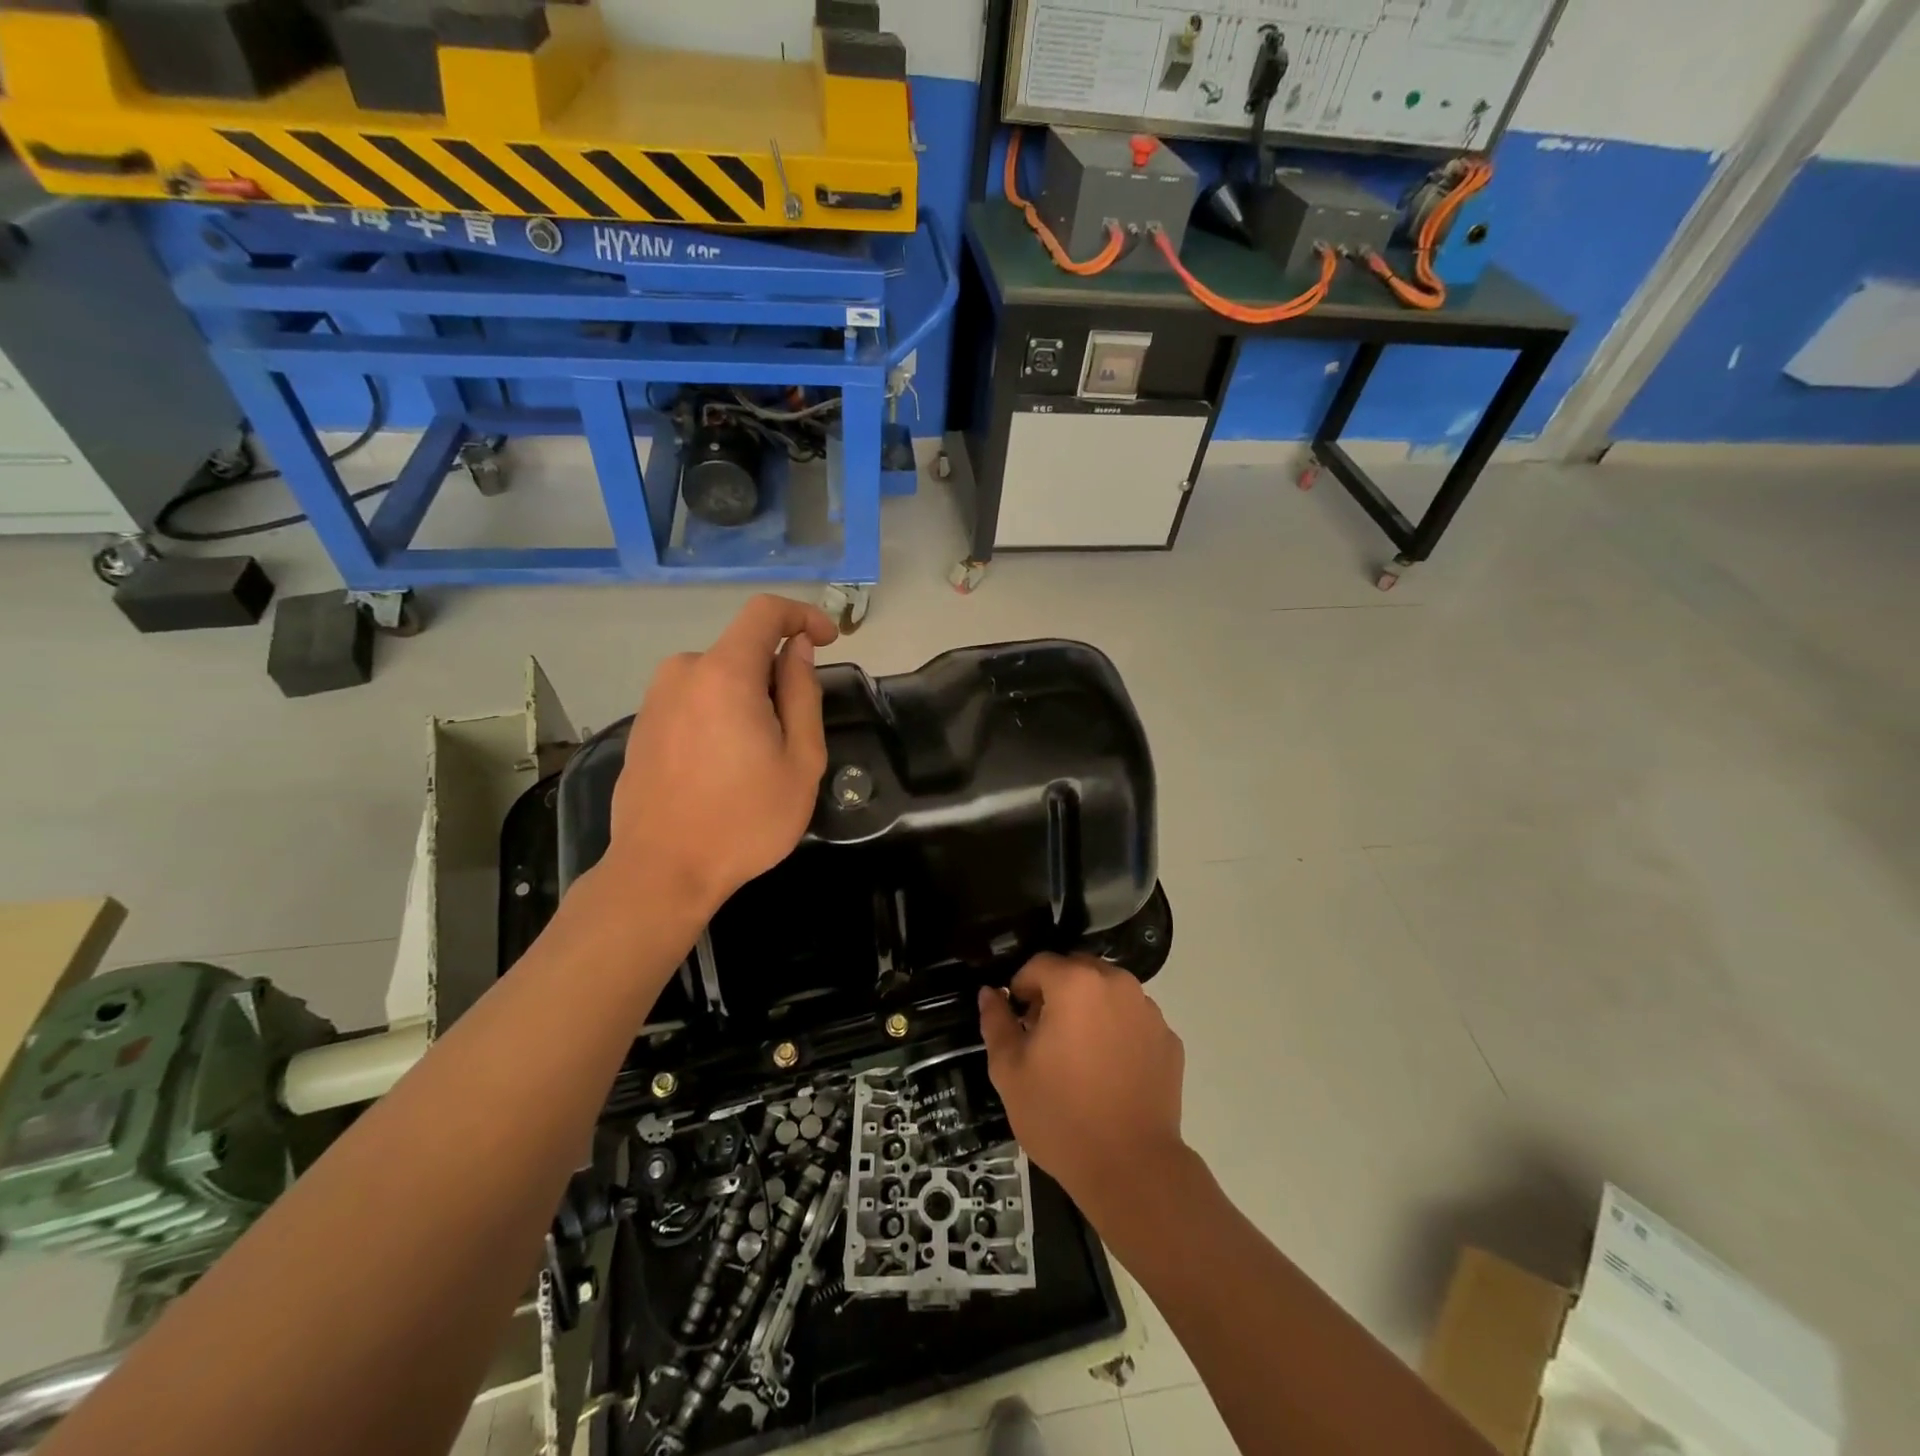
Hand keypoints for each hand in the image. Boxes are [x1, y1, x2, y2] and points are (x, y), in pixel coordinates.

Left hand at [602, 595, 838, 917]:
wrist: (661, 871)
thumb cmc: (744, 820)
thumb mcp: (800, 760)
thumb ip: (803, 694)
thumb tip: (797, 649)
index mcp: (725, 673)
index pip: (765, 612)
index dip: (803, 615)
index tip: (827, 640)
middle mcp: (683, 672)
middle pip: (743, 651)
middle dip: (776, 677)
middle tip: (794, 735)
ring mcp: (656, 698)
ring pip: (718, 678)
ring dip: (748, 699)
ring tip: (758, 760)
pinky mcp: (643, 725)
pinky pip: (694, 700)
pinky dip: (719, 715)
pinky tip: (723, 769)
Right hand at [978, 954, 1186, 1221]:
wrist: (1131, 1168)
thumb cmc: (1060, 1116)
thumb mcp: (1009, 1071)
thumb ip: (996, 1023)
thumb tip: (990, 993)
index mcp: (1076, 984)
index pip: (1038, 964)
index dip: (1021, 989)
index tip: (1018, 1022)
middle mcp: (1117, 984)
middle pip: (1077, 970)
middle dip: (1056, 992)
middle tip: (1044, 1036)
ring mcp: (1149, 1011)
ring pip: (1108, 992)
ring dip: (1090, 1008)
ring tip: (1079, 1055)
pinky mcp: (1169, 1040)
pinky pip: (1133, 1020)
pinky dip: (1118, 1031)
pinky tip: (1109, 1072)